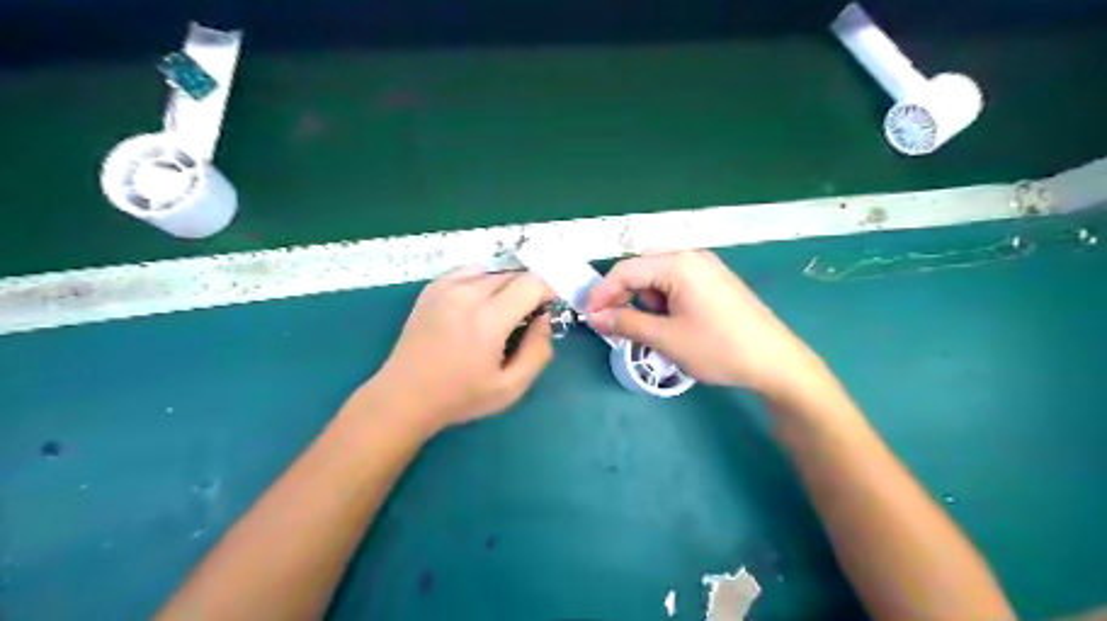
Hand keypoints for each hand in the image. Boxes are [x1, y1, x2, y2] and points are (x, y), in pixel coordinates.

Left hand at [368, 270, 556, 433]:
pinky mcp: (432, 287)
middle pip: (514, 274)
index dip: (548, 290)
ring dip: (507, 285)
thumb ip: (538, 351)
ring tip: (503, 311)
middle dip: (529, 289)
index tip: (550, 307)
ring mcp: (446, 287)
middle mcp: (467, 294)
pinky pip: (470, 271)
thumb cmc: (460, 397)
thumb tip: (544, 319)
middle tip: (528, 316)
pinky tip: (480, 303)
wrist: (404, 396)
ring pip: (493, 271)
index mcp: (488, 319)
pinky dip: (484, 281)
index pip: (531, 283)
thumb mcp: (511, 388)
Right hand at [588, 249, 828, 401]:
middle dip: (624, 294)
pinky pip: (678, 282)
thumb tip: (595, 316)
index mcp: (678, 264)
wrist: (775, 362)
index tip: (589, 317)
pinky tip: (669, 322)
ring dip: (644, 298)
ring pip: (659, 275)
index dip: (603, 293)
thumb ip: (625, 323)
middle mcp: (692, 257)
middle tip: (614, 322)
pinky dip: (663, 299)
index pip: (626, 270)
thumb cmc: (717, 348)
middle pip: (642, 268)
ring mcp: (707, 268)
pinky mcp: (716, 281)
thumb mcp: (665, 338)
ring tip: (646, 328)